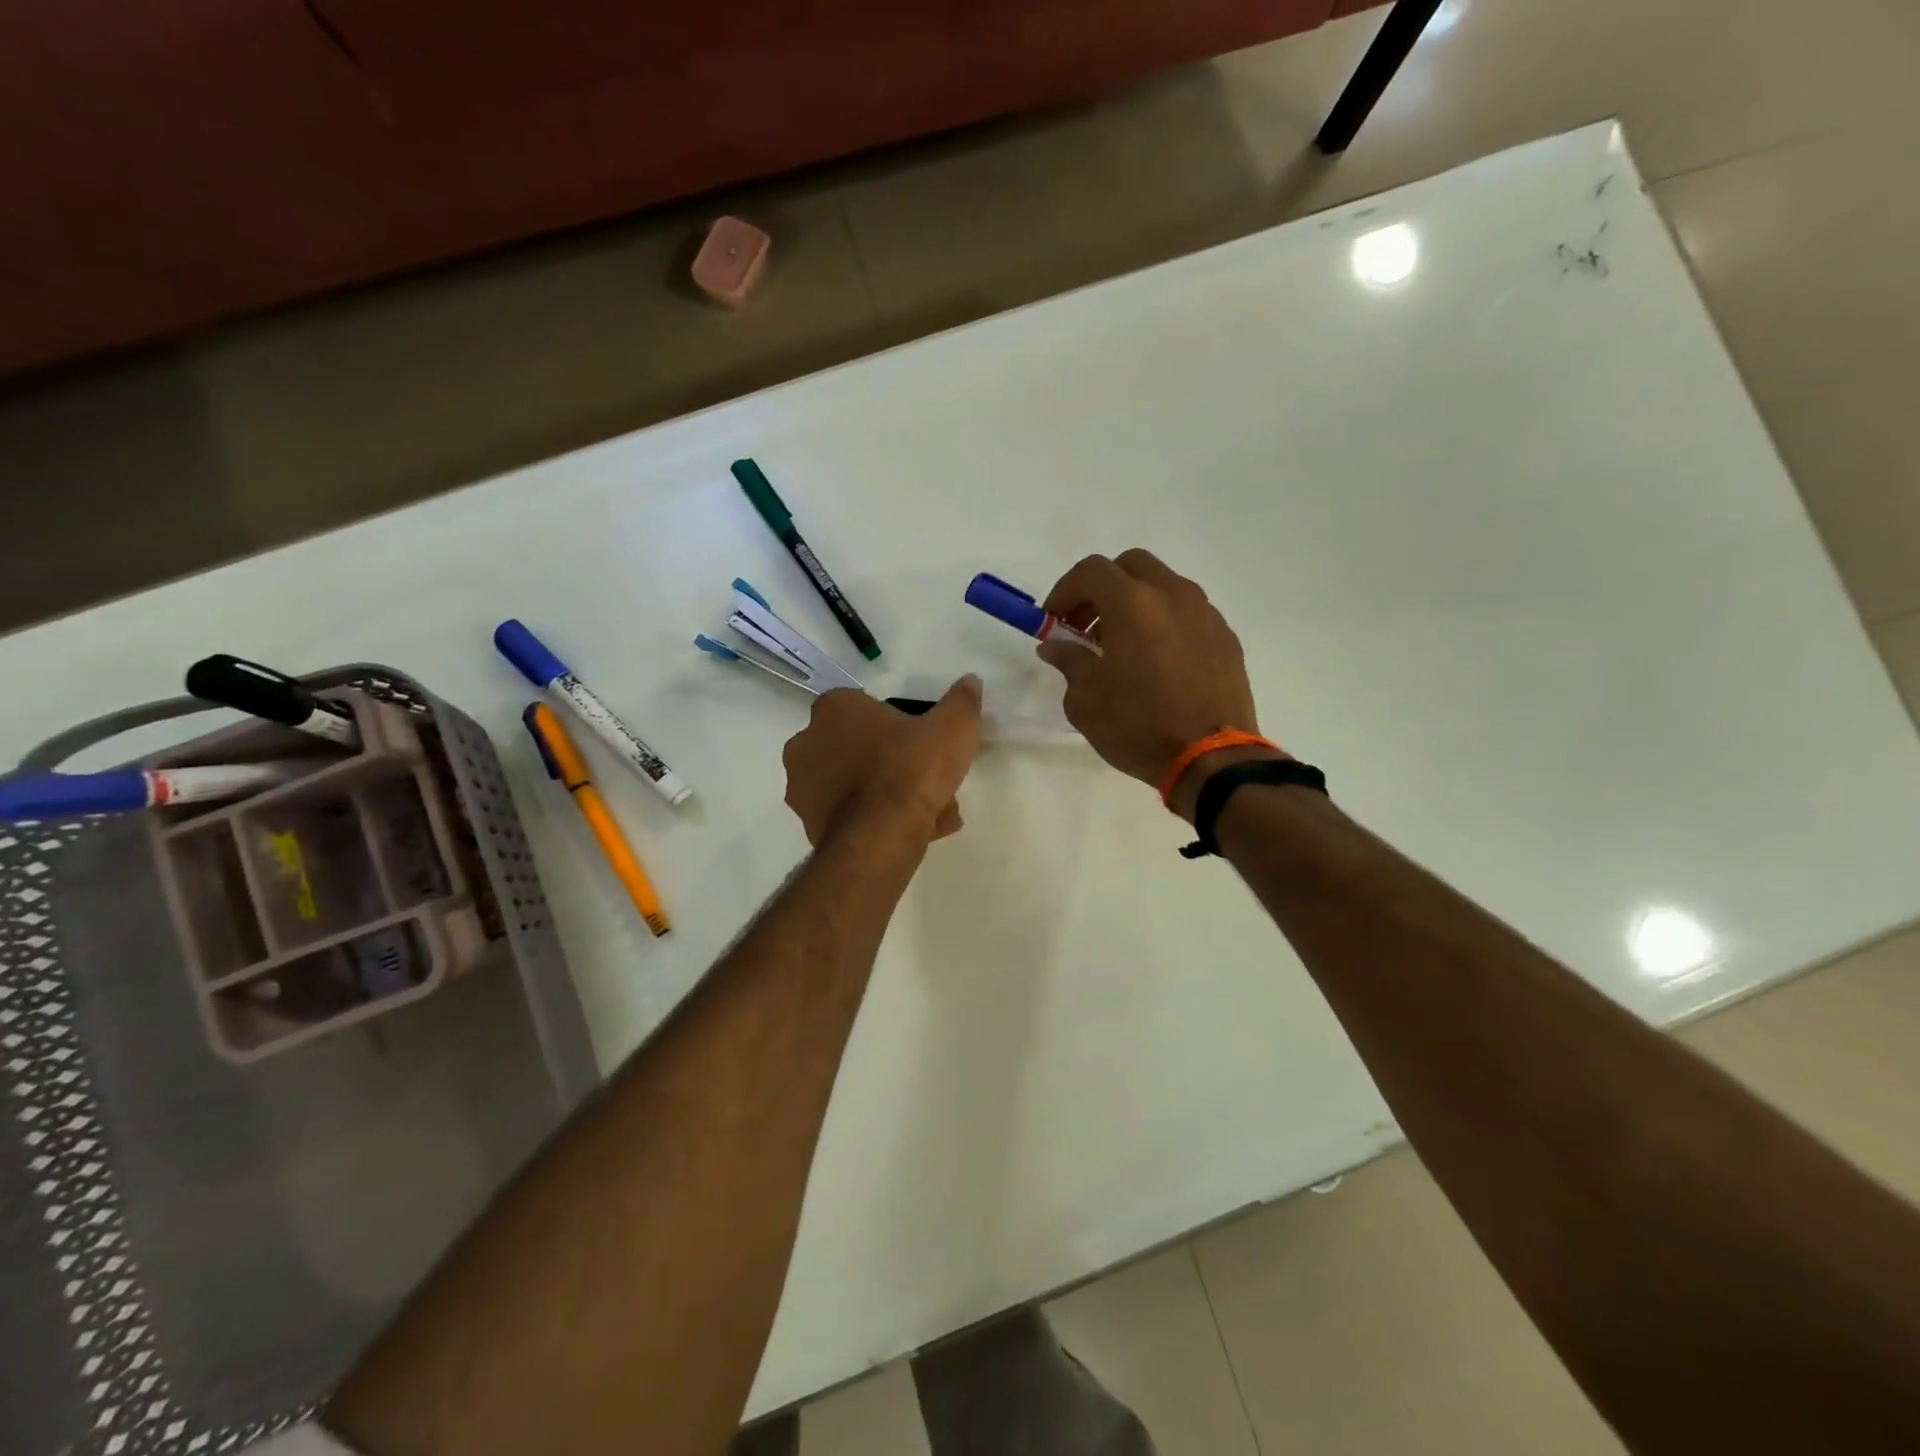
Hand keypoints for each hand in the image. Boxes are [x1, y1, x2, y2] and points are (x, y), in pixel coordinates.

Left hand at [782, 678, 983, 846]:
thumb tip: (970, 682)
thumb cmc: (911, 770)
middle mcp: (807, 741)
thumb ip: (962, 701)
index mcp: (835, 708)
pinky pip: (848, 814)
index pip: (865, 706)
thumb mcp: (952, 729)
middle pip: (858, 745)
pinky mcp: (807, 822)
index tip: (922, 741)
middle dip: (890, 760)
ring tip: (929, 812)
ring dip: (884, 792)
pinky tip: (911, 831)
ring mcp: (802, 785)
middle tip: (927, 777)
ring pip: (853, 782)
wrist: (881, 837)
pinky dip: (874, 820)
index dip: (897, 723)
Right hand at [1038, 550, 1268, 816]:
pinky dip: (1165, 623)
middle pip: (1131, 565)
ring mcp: (1205, 614)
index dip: (1064, 591)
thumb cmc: (1138, 726)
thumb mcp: (1085, 699)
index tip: (1054, 621)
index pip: (1090, 571)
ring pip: (1164, 586)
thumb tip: (1056, 645)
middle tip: (1087, 626)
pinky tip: (1157, 663)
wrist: (1210, 759)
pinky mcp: (1226, 638)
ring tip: (1122, 647)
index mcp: (1133, 603)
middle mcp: (1173, 595)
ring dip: (1136, 604)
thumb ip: (1069, 661)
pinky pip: (1188, 614)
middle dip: (1102, 588)